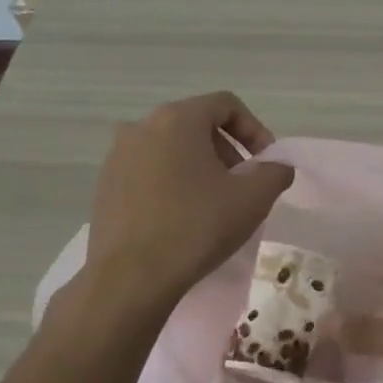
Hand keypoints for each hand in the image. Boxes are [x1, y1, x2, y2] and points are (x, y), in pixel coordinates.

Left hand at [81, 92, 294, 306]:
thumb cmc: (197, 227)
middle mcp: (141, 127)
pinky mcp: (105, 185)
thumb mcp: (253, 198)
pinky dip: (172, 183)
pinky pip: (148, 171)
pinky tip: (183, 217)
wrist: (131, 277)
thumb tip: (277, 166)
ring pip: (171, 149)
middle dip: (227, 150)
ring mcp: (117, 156)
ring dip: (200, 167)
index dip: (255, 130)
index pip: (226, 105)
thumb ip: (275, 172)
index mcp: (177, 119)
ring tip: (215, 203)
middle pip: (197, 125)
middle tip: (243, 184)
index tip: (266, 162)